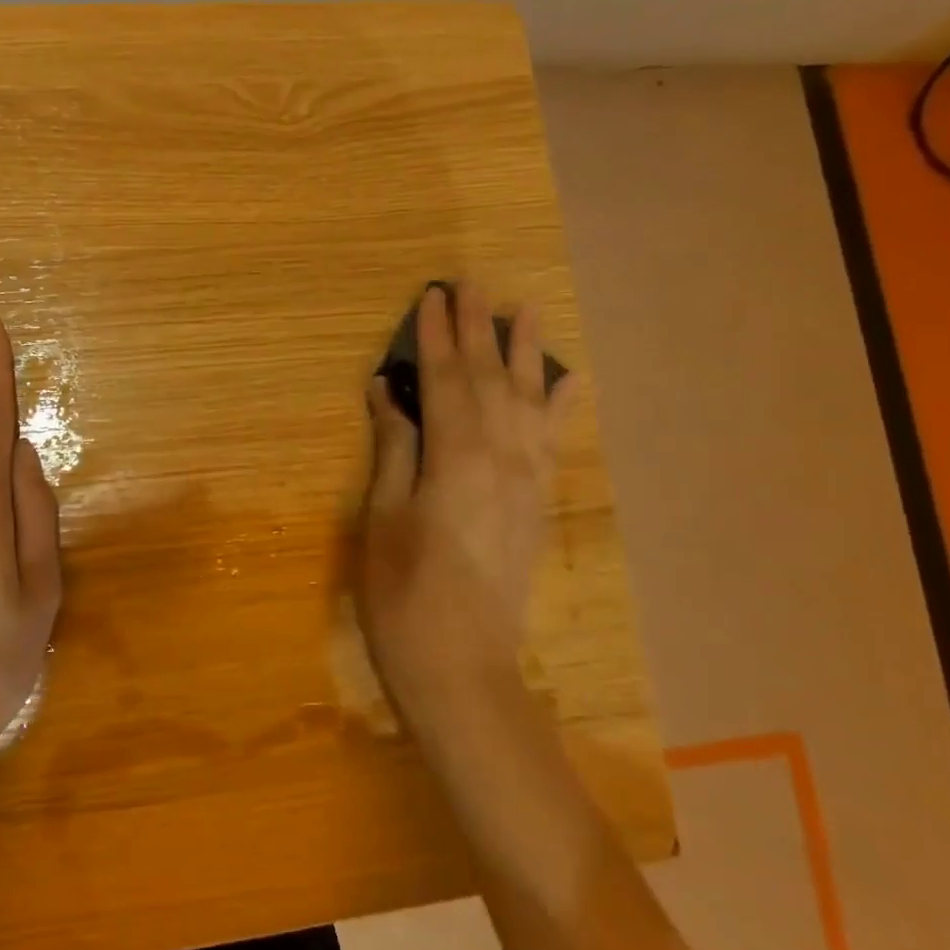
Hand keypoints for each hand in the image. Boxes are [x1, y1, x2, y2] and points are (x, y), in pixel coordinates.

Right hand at [355, 282, 574, 755]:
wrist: (463, 666)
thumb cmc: (403, 594)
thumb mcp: (382, 518)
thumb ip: (394, 448)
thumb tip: (390, 391)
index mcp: (457, 458)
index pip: (447, 380)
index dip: (437, 336)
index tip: (430, 294)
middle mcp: (503, 457)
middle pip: (490, 379)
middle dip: (478, 329)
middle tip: (471, 283)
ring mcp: (528, 480)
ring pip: (528, 400)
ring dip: (524, 352)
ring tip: (525, 309)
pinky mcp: (537, 503)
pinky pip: (553, 440)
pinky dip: (559, 405)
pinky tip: (566, 380)